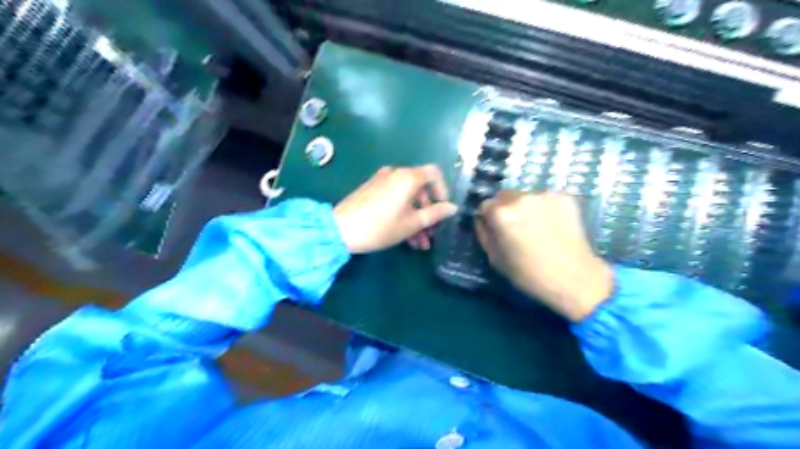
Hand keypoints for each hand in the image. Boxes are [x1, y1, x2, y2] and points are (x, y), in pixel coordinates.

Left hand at [334, 166, 456, 254]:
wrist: (340, 229)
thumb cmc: (381, 226)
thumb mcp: (412, 223)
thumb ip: (435, 214)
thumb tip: (452, 207)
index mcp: (408, 177)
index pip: (434, 173)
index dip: (443, 190)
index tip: (443, 209)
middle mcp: (395, 173)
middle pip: (420, 188)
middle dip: (428, 211)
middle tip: (430, 233)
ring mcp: (381, 180)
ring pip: (407, 196)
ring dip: (415, 217)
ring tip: (418, 243)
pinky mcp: (371, 189)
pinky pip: (394, 198)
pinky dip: (402, 212)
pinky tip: (404, 235)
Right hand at [474, 190, 614, 320]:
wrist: (574, 278)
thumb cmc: (528, 274)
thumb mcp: (495, 258)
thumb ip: (484, 234)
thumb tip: (482, 219)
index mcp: (501, 213)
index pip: (485, 205)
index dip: (488, 218)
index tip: (496, 230)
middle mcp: (521, 197)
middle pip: (505, 195)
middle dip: (506, 208)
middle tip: (516, 228)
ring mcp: (545, 195)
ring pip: (526, 196)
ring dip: (526, 207)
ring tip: (537, 228)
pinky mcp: (565, 197)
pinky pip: (546, 199)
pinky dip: (545, 208)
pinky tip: (553, 225)